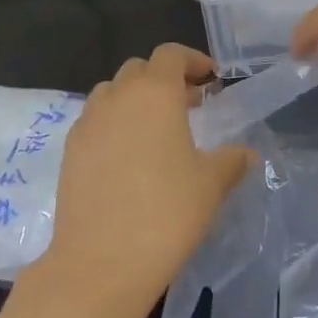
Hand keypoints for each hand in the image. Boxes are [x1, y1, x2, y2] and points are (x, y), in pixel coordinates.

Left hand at [38, 44, 252, 314]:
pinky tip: (128, 158)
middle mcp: (117, 97)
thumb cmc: (166, 213)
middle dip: (165, 79)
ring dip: (135, 100)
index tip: (211, 79)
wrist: (100, 263)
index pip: (170, 55)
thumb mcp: (211, 185)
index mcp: (155, 92)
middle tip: (189, 105)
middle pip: (139, 70)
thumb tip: (248, 154)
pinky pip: (94, 121)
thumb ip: (232, 161)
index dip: (192, 60)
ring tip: (156, 130)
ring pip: (112, 93)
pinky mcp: (69, 151)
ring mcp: (88, 123)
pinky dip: (113, 124)